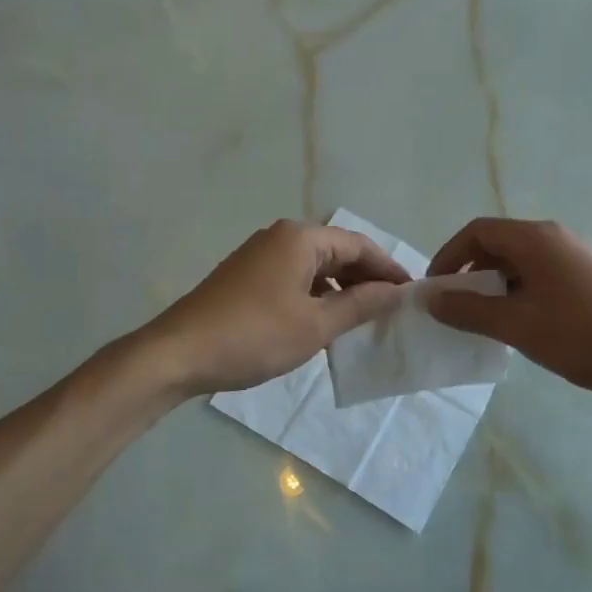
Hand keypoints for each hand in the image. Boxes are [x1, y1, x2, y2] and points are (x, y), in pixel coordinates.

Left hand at [148, 220, 410, 395]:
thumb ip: (360, 305)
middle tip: (391, 310)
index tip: (412, 295)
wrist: (179, 353)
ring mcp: (259, 256)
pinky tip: (322, 323)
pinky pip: (293, 278)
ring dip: (340, 289)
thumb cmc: (254, 335)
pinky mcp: (245, 277)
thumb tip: (396, 292)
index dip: (388, 268)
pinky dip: (315, 296)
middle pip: (336, 252)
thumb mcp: (316, 325)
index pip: (359, 244)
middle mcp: (280, 237)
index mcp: (300, 238)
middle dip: (365, 278)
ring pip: (314, 267)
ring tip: (362, 320)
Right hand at [426, 218, 591, 402]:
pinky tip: (524, 324)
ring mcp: (577, 255)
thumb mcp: (516, 325)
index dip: (448, 256)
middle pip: (498, 243)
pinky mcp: (591, 275)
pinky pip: (541, 273)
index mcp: (536, 238)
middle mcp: (556, 237)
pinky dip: (520, 291)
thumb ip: (469, 310)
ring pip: (520, 261)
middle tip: (458, 307)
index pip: (477, 231)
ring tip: (488, 320)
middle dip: (471, 272)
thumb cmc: (582, 336)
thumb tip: (431, 299)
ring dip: (495, 285)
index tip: (436, 290)